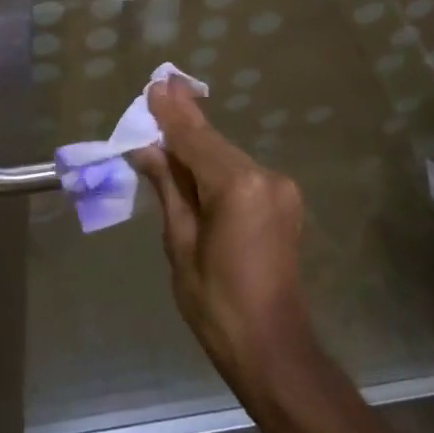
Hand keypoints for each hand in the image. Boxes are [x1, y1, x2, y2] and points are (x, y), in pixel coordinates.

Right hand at [132, 79, 315, 400]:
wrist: (272, 348)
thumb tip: (148, 150)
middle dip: (184, 123)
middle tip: (160, 91)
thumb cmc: (216, 302)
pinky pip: (241, 173)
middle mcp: (265, 176)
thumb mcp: (179, 243)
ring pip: (227, 157)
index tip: (156, 85)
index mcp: (238, 186)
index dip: (172, 114)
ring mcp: (280, 189)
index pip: (195, 139)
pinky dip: (215, 165)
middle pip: (213, 143)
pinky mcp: (285, 202)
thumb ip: (168, 188)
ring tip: (169, 122)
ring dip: (198, 144)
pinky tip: (194, 159)